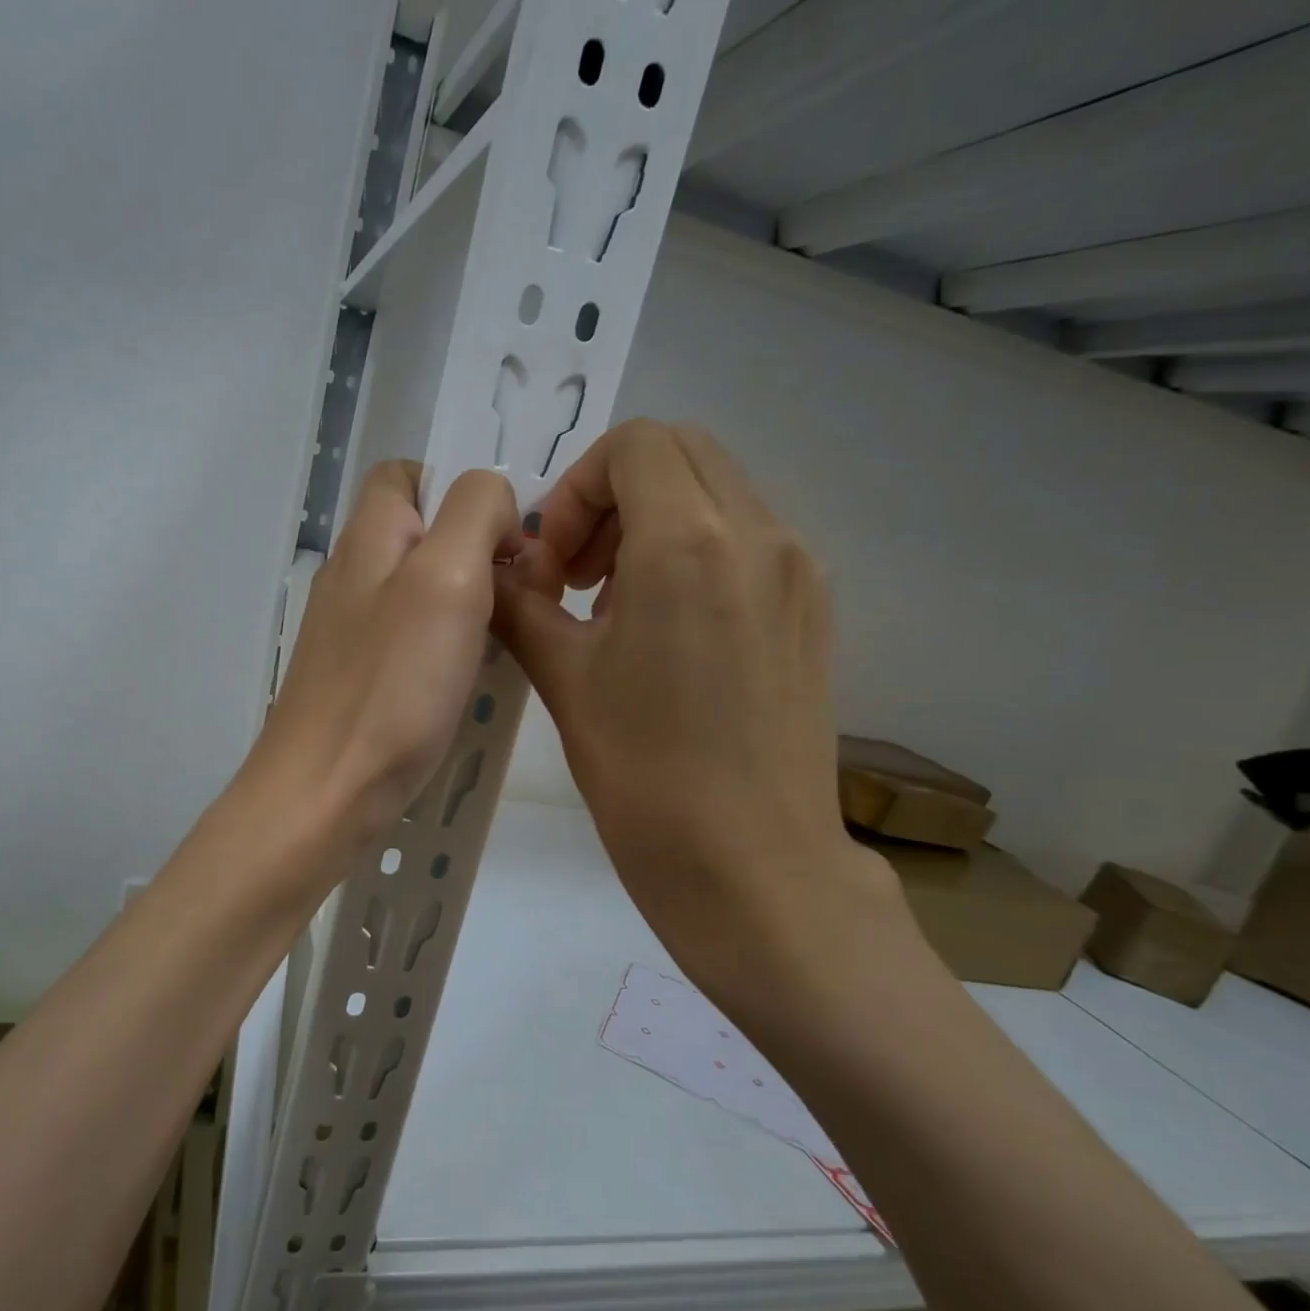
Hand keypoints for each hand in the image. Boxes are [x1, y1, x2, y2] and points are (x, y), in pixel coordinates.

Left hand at [241, 461, 519, 885]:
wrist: (325, 793)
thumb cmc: (391, 685)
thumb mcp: (447, 577)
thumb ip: (475, 513)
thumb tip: (493, 503)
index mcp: (368, 537)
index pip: (406, 473)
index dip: (460, 489)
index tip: (505, 536)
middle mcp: (353, 575)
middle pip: (421, 535)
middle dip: (478, 551)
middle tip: (522, 594)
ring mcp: (352, 631)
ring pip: (422, 591)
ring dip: (470, 604)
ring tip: (508, 638)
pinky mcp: (361, 678)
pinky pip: (414, 640)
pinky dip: (449, 647)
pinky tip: (472, 679)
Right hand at [493, 419, 884, 994]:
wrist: (751, 866)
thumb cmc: (643, 774)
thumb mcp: (563, 678)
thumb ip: (519, 604)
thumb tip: (495, 570)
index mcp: (689, 543)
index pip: (634, 445)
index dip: (577, 489)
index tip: (554, 563)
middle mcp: (759, 534)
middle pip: (680, 453)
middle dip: (614, 495)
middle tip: (578, 573)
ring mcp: (798, 570)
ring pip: (718, 491)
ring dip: (654, 521)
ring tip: (617, 604)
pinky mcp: (814, 608)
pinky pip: (748, 538)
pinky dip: (696, 550)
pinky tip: (667, 628)